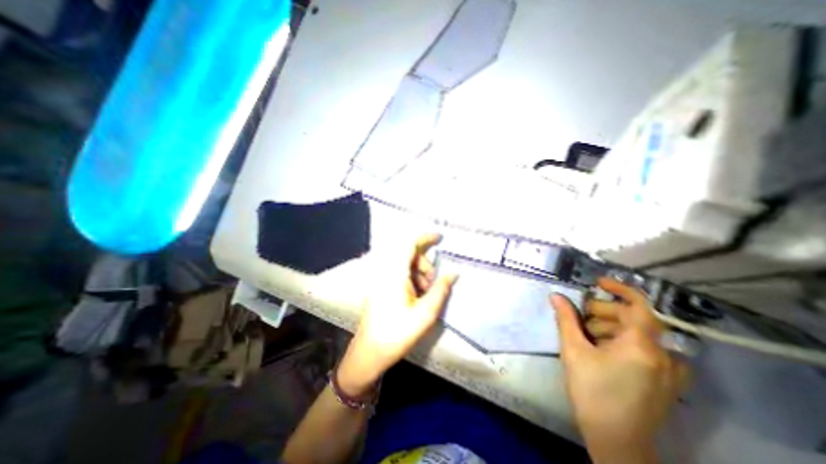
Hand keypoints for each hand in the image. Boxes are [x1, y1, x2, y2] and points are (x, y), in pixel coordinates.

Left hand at [336, 235, 454, 395]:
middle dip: (425, 264)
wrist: (370, 351)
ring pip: (405, 263)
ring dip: (419, 272)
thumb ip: (441, 289)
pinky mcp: (379, 284)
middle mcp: (384, 270)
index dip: (425, 237)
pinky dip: (411, 277)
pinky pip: (398, 271)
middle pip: (409, 254)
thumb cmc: (397, 334)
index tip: (440, 238)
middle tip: (433, 283)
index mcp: (394, 274)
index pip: (409, 243)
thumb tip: (453, 272)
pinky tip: (416, 294)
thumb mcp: (426, 313)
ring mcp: (380, 277)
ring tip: (425, 293)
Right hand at [550, 278, 687, 462]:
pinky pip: (645, 348)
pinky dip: (622, 341)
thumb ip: (566, 319)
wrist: (615, 440)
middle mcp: (663, 355)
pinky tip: (602, 349)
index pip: (640, 305)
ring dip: (611, 327)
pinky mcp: (666, 380)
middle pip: (635, 318)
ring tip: (587, 335)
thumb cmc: (592, 391)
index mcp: (642, 347)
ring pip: (638, 333)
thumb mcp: (573, 351)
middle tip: (581, 316)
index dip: (620, 288)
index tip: (598, 282)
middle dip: (605, 311)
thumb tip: (556, 296)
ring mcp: (669, 370)